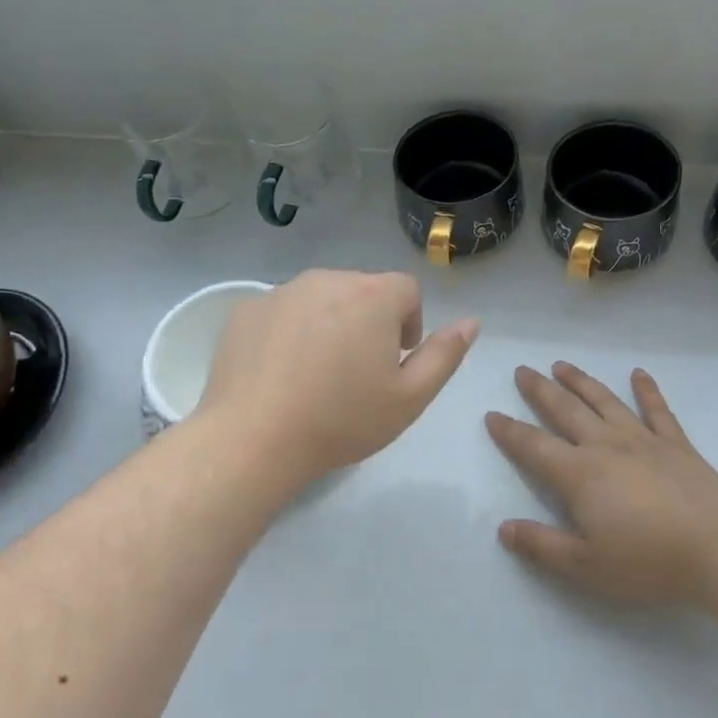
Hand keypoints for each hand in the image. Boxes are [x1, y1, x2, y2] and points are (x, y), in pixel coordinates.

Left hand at [199, 269, 478, 487]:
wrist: (254, 439)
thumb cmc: (341, 420)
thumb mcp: (410, 397)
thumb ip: (445, 354)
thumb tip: (471, 321)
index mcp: (372, 295)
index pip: (406, 290)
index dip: (409, 324)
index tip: (394, 362)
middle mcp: (327, 279)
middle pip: (362, 290)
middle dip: (368, 322)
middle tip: (356, 373)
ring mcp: (281, 291)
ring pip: (320, 299)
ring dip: (328, 323)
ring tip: (315, 374)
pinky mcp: (246, 310)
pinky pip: (281, 311)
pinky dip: (288, 332)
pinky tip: (279, 373)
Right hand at [485, 362, 717, 605]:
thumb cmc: (648, 562)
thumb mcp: (586, 565)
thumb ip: (542, 545)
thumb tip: (503, 529)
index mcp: (579, 474)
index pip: (533, 446)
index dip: (509, 431)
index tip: (492, 415)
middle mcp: (605, 446)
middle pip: (565, 410)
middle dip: (540, 390)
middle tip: (522, 370)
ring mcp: (643, 440)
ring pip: (604, 401)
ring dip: (580, 381)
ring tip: (561, 365)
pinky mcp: (676, 444)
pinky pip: (658, 410)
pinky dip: (647, 390)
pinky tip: (638, 373)